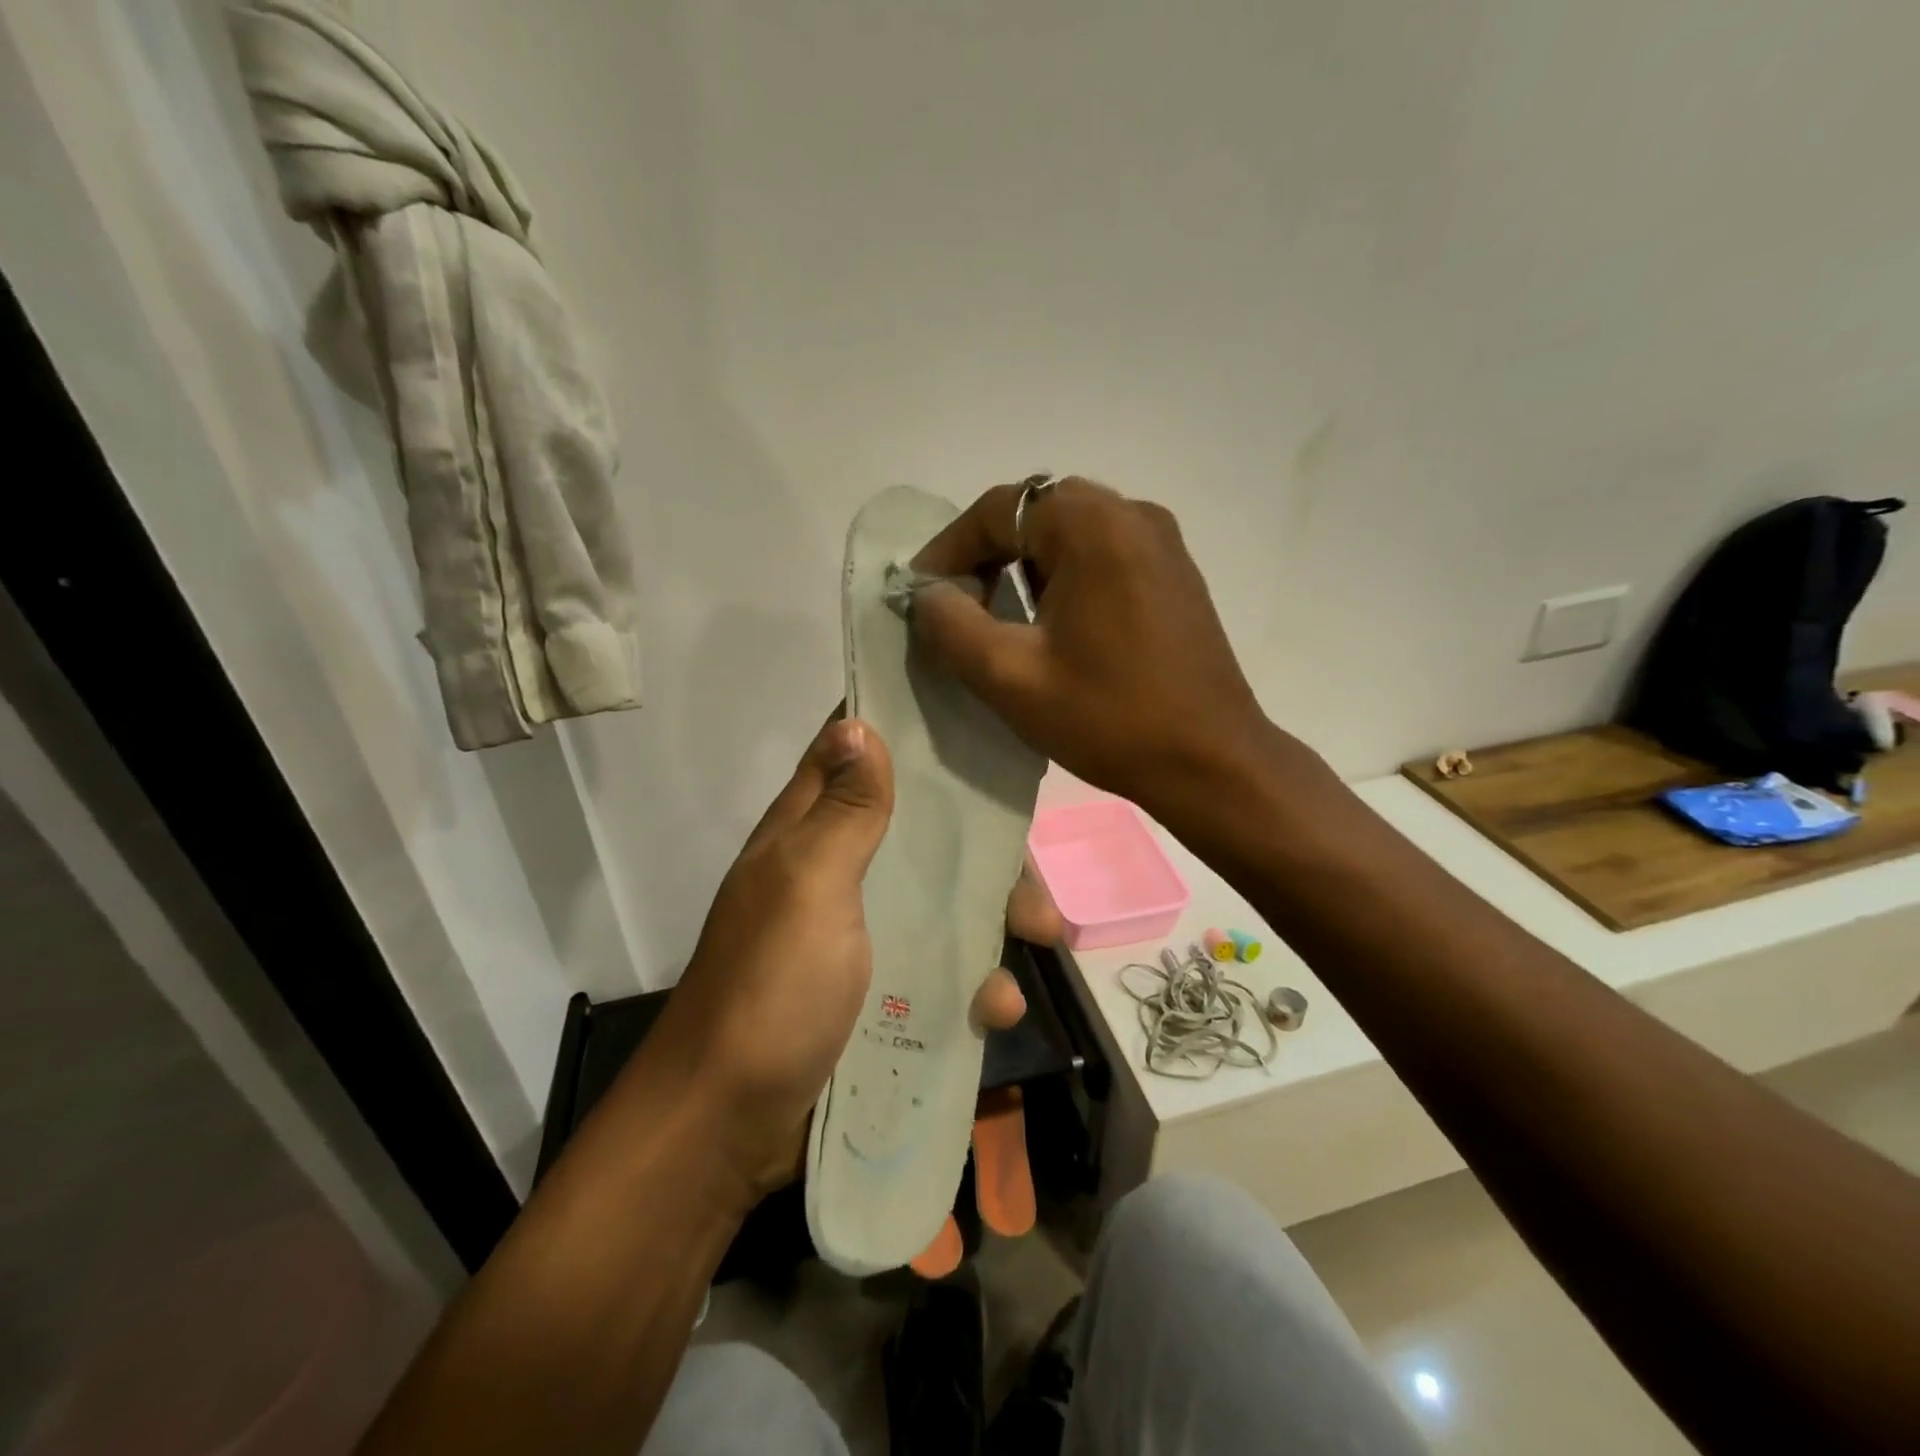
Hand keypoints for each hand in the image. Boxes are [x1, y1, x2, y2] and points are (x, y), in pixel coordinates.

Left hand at [639, 716, 1059, 1202]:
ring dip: (992, 913)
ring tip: (1043, 932)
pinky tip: (999, 1007)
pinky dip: (973, 981)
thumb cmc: (773, 986)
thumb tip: (859, 723)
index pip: (850, 754)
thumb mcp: (810, 884)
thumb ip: (843, 810)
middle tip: (1029, 855)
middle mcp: (835, 873)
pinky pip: (939, 969)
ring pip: (938, 900)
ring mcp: (858, 935)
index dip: (899, 727)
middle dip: (975, 839)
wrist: (731, 1124)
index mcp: (808, 833)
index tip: (967, 715)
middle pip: (915, 831)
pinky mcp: (878, 991)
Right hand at [910, 478, 1271, 823]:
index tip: (921, 593)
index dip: (949, 548)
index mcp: (1093, 525)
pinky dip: (1065, 574)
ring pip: (1071, 531)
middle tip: (960, 604)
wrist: (1210, 761)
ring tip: (1001, 617)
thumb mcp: (1010, 676)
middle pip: (1036, 512)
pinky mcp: (1175, 573)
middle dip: (987, 553)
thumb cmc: (1108, 717)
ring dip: (1026, 564)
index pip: (999, 509)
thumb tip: (927, 593)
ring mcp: (1162, 542)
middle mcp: (1132, 514)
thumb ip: (951, 625)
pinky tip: (1054, 624)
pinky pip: (1104, 552)